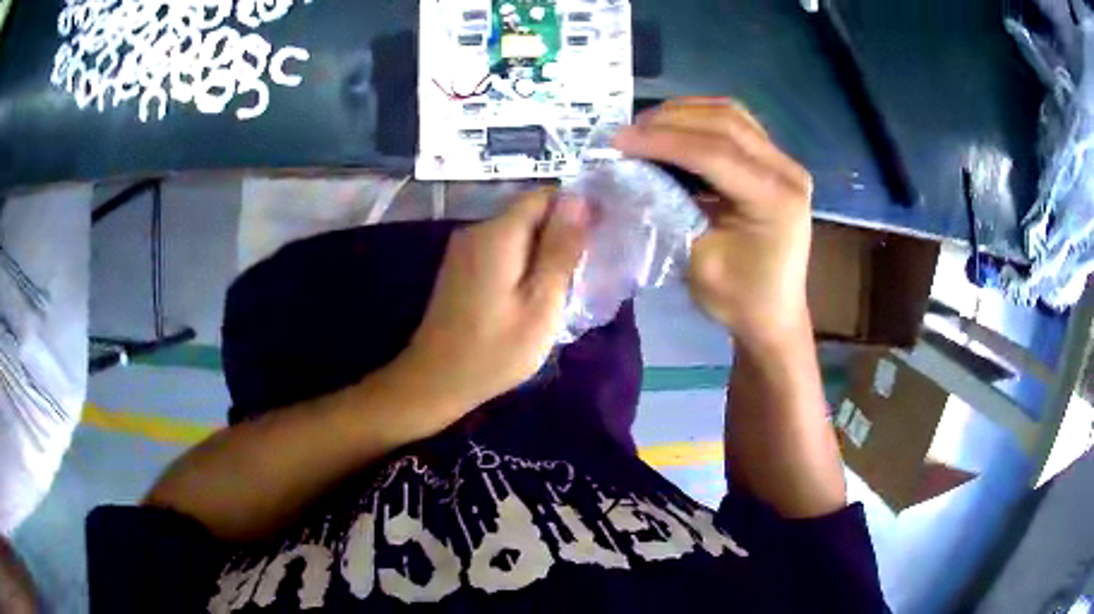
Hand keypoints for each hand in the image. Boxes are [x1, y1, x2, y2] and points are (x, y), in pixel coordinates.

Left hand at [397, 191, 588, 408]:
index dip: (576, 208)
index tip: (600, 236)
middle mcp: (476, 231)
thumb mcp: (541, 302)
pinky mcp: (459, 269)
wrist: (435, 381)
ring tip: (564, 287)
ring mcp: (463, 250)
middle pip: (529, 215)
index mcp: (498, 233)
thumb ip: (561, 249)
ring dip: (543, 252)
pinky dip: (522, 264)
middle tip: (585, 271)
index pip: (544, 196)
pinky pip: (500, 252)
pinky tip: (533, 295)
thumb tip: (579, 200)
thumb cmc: (495, 349)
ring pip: (516, 235)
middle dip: (560, 234)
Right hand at [613, 98, 813, 348]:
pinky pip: (738, 125)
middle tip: (628, 130)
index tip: (619, 139)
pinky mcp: (777, 163)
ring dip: (686, 113)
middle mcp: (787, 171)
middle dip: (670, 120)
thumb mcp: (698, 260)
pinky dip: (702, 119)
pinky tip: (676, 128)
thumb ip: (670, 211)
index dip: (662, 141)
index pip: (714, 152)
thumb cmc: (738, 299)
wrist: (774, 315)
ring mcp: (786, 163)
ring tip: (647, 126)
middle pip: (725, 123)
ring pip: (732, 115)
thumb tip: (637, 174)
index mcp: (775, 200)